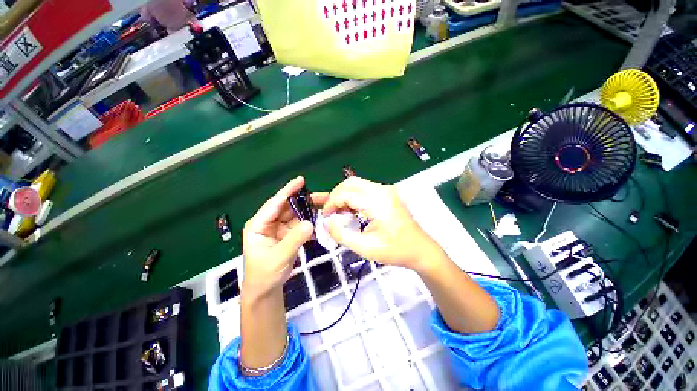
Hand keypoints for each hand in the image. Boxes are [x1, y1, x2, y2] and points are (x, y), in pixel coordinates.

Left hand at [242, 176, 326, 298]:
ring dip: (310, 211)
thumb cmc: (264, 275)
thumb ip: (294, 240)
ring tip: (326, 208)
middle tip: (324, 197)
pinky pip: (301, 225)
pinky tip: (321, 221)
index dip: (288, 191)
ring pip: (296, 215)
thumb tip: (310, 223)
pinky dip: (310, 223)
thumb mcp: (278, 257)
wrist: (266, 290)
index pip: (275, 204)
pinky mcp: (288, 235)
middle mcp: (269, 223)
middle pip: (289, 207)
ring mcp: (280, 228)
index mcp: (259, 224)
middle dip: (305, 201)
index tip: (301, 180)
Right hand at [322, 176, 441, 270]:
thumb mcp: (365, 248)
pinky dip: (353, 197)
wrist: (420, 249)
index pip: (346, 194)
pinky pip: (364, 189)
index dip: (331, 203)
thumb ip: (342, 235)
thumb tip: (326, 223)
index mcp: (378, 202)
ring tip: (337, 211)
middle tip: (329, 212)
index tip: (325, 217)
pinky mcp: (387, 193)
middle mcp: (383, 190)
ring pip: (356, 184)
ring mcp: (386, 190)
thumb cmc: (395, 250)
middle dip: (335, 195)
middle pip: (350, 183)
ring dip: (344, 195)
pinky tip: (349, 209)